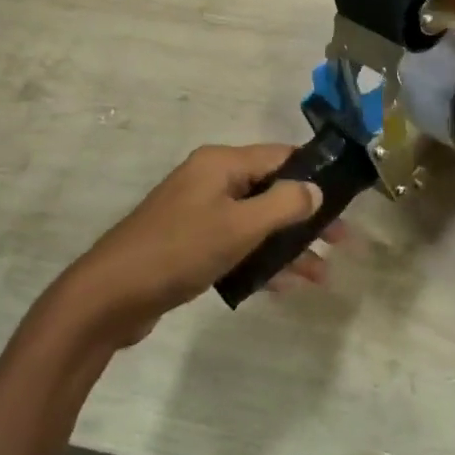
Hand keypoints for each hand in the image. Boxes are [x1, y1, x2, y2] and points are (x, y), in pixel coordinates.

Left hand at [58, 145, 327, 346]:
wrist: (108, 297)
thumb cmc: (179, 251)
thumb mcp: (239, 226)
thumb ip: (284, 205)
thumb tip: (316, 189)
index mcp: (221, 164)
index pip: (280, 156)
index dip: (315, 174)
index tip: (346, 198)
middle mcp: (211, 181)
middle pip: (271, 190)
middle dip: (306, 216)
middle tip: (341, 241)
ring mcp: (198, 213)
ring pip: (256, 222)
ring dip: (287, 246)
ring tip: (321, 276)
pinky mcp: (189, 244)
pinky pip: (236, 244)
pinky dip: (260, 260)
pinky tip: (284, 287)